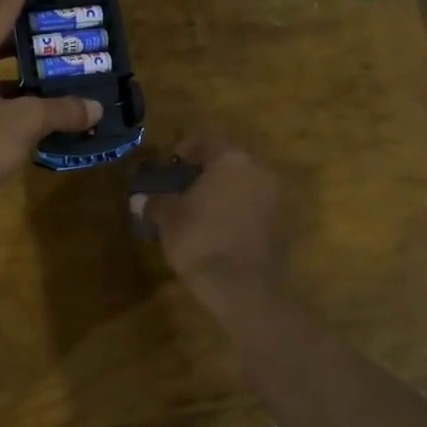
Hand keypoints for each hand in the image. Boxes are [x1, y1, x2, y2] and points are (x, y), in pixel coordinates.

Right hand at [134, 131, 284, 301]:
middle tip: (185, 180)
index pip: (208, 140)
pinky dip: (237, 208)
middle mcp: (259, 170)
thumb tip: (145, 198)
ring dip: (224, 188)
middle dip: (208, 167)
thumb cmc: (200, 240)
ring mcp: (275, 197)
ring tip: (200, 204)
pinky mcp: (282, 223)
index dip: (186, 147)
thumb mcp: (168, 218)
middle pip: (231, 159)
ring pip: (245, 182)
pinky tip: (218, 223)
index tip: (171, 159)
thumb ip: (157, 201)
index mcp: (231, 159)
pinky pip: (254, 205)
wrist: (243, 286)